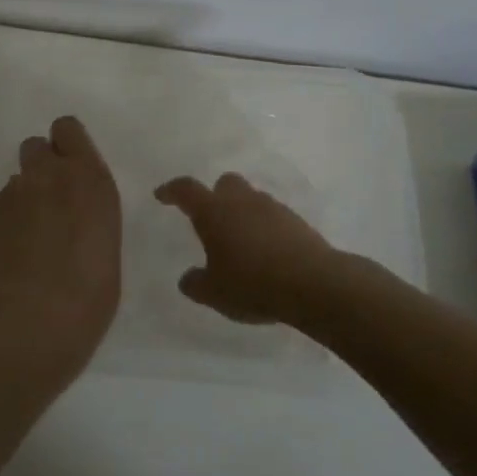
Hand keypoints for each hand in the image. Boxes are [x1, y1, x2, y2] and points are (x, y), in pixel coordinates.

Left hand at [0, 116, 121, 375]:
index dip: (66, 144)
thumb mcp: (107, 238)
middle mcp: (47, 174)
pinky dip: (5, 225)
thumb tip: (70, 210)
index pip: (67, 128)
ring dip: (24, 200)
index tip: (71, 169)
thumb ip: (88, 209)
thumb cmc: (91, 289)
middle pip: (35, 146)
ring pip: (16, 182)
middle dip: (41, 167)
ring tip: (30, 241)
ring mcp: (12, 194)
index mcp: (88, 176)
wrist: (36, 318)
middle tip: (50, 203)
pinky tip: (12, 258)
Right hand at [154, 172, 344, 323]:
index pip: (186, 189)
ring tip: (241, 241)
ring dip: (243, 212)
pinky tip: (266, 252)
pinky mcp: (297, 222)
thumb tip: (188, 278)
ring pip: (251, 199)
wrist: (314, 284)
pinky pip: (273, 217)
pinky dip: (265, 228)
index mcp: (214, 211)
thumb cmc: (253, 283)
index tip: (162, 195)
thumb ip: (196, 283)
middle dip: (215, 195)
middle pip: (225, 183)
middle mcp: (242, 201)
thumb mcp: (214, 292)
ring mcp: (272, 208)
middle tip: (211, 218)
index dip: (171, 190)